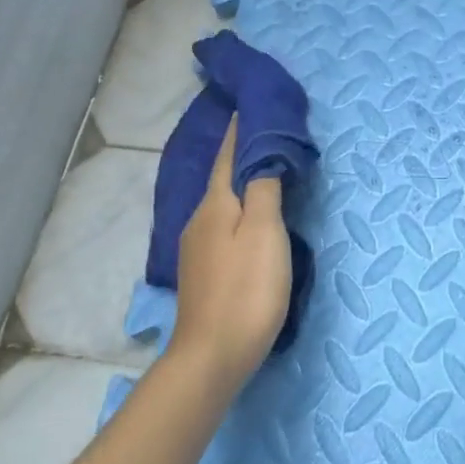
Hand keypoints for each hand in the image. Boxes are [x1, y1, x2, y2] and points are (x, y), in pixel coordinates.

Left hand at [172, 118, 291, 384]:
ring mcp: (196, 249)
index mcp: (215, 205)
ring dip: (240, 186)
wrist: (211, 357)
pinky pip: (222, 226)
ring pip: (222, 205)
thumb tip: (262, 155)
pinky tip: (249, 222)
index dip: (239, 131)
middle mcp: (199, 221)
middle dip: (242, 156)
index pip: (229, 157)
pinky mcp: (202, 273)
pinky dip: (238, 212)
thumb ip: (264, 190)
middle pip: (223, 179)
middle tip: (268, 138)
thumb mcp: (265, 233)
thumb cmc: (246, 290)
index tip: (247, 106)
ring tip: (264, 175)